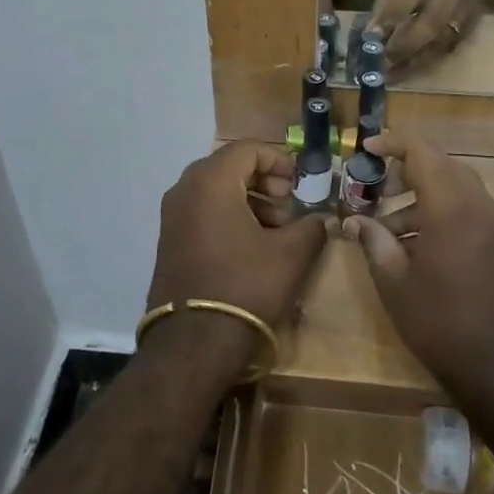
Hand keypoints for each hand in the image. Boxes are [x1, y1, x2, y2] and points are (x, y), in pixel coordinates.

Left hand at [147, 141, 330, 329]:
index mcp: (210, 181)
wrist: (193, 343)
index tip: (301, 182)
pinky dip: (229, 217)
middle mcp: (184, 190)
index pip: (247, 149)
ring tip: (278, 230)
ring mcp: (172, 216)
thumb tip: (325, 218)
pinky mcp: (169, 240)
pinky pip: (202, 212)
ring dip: (249, 201)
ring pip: (216, 191)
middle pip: (230, 167)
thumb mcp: (290, 255)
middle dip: (265, 182)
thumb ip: (312, 227)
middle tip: (290, 205)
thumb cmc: (245, 286)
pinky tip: (253, 246)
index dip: (279, 160)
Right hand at [340, 130, 493, 395]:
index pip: (422, 151)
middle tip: (374, 189)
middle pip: (441, 166)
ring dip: (421, 197)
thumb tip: (355, 222)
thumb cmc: (443, 324)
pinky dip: (441, 214)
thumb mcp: (395, 283)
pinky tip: (417, 247)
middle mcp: (479, 206)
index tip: (365, 149)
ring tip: (387, 229)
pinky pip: (468, 212)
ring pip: (455, 189)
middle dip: (405, 171)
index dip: (392, 143)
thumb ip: (374, 242)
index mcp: (451, 206)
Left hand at [369, 0, 485, 74]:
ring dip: (413, 62)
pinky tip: (407, 71)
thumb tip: (371, 32)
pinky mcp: (473, 26)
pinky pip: (448, 50)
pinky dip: (426, 63)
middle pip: (430, 23)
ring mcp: (467, 10)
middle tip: (379, 65)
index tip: (371, 36)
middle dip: (402, 46)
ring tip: (389, 76)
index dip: (392, 15)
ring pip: (441, 42)